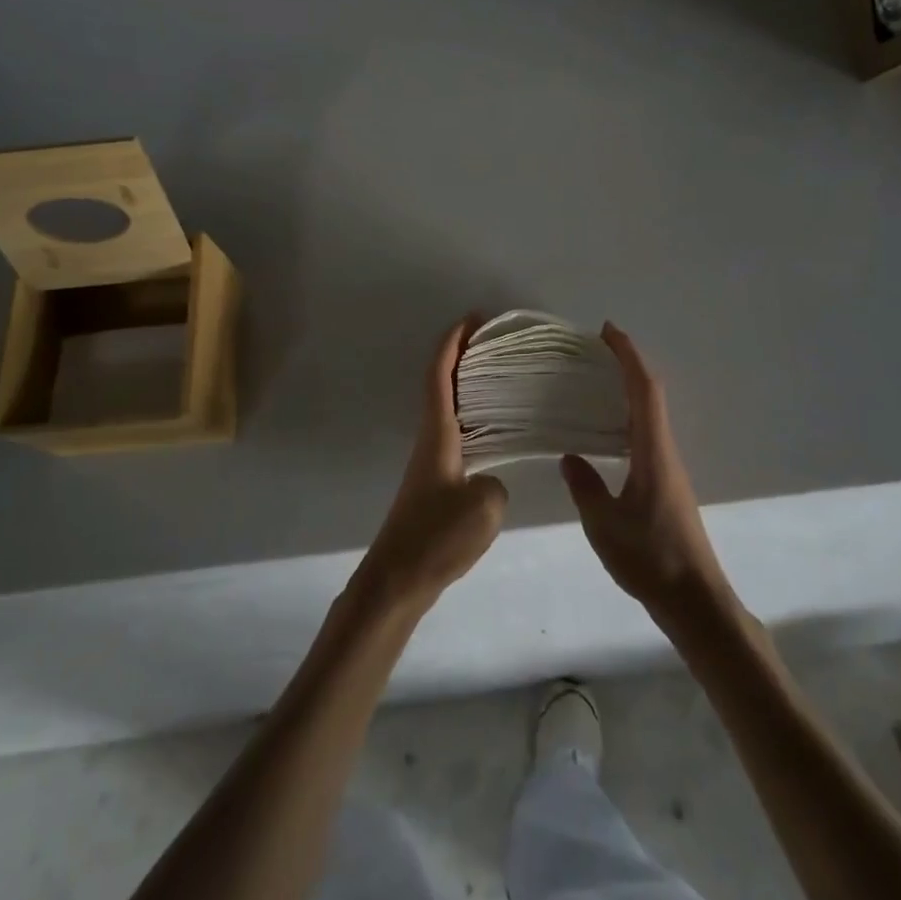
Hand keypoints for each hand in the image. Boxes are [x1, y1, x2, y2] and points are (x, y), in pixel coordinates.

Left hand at [355, 317, 507, 613]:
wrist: (397, 581)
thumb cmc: (436, 537)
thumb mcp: (484, 507)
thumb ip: (495, 483)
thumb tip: (489, 482)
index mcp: (437, 434)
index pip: (440, 375)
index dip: (453, 342)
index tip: (472, 318)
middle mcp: (430, 440)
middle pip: (442, 385)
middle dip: (463, 357)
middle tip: (497, 343)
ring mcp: (430, 463)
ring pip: (448, 410)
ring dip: (468, 387)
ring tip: (503, 380)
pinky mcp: (435, 484)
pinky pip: (456, 435)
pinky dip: (473, 419)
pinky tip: (496, 434)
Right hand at [561, 324, 733, 630]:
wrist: (696, 602)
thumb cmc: (651, 559)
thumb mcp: (604, 524)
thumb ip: (585, 487)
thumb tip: (570, 456)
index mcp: (653, 452)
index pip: (644, 390)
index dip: (628, 356)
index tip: (607, 331)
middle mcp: (665, 452)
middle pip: (651, 394)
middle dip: (627, 364)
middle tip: (595, 349)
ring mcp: (669, 469)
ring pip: (650, 415)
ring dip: (629, 389)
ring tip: (596, 382)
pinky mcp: (667, 485)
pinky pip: (646, 435)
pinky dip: (628, 417)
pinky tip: (607, 433)